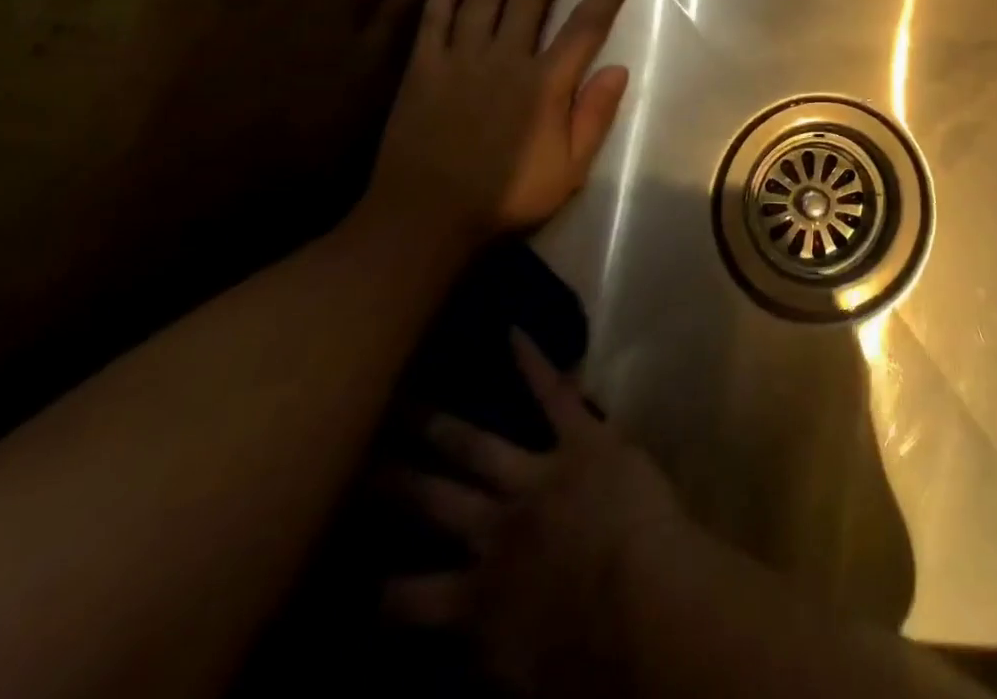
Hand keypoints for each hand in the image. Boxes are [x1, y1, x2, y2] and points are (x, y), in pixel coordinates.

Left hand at [366, 0, 632, 246]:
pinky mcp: (425, 67)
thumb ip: (594, 116)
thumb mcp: (568, 169)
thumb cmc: (506, 196)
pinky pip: (437, 18)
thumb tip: (618, 68)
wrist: (424, 218)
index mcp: (546, 85)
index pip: (585, 27)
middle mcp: (506, 60)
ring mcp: (461, 60)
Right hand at [384, 334, 697, 695]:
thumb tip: (463, 650)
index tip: (353, 574)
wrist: (643, 599)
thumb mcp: (523, 679)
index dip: (379, 588)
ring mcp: (536, 477)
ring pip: (478, 447)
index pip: (405, 597)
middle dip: (394, 480)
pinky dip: (535, 364)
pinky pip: (554, 396)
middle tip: (358, 457)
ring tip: (408, 402)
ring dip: (443, 426)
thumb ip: (486, 654)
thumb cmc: (594, 655)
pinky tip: (514, 332)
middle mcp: (495, 531)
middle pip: (433, 501)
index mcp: (476, 599)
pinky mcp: (582, 440)